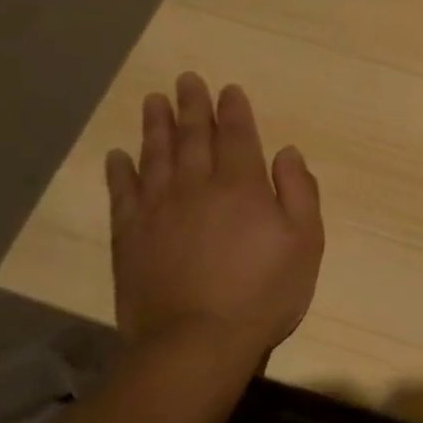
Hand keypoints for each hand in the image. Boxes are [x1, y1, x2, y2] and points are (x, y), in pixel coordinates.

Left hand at [104, 73, 323, 366]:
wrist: (196, 343)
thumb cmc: (263, 292)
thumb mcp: (306, 242)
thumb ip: (300, 191)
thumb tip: (287, 152)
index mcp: (243, 186)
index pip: (238, 136)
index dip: (234, 110)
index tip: (228, 88)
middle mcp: (197, 187)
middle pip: (194, 137)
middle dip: (192, 106)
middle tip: (186, 79)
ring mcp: (158, 211)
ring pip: (156, 156)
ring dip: (155, 126)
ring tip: (153, 101)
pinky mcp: (129, 237)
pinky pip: (122, 194)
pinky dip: (120, 172)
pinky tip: (117, 156)